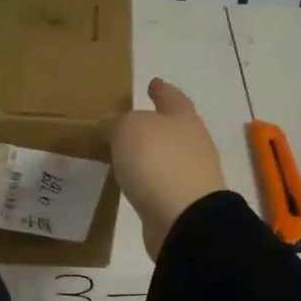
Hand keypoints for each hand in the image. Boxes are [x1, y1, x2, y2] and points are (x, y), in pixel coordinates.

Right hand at [113, 78, 227, 258]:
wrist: (184, 218)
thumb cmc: (159, 161)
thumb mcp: (128, 130)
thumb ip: (115, 124)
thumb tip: (108, 127)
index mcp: (183, 119)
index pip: (172, 97)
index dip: (161, 90)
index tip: (153, 82)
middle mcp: (192, 144)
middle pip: (172, 127)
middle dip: (155, 123)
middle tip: (130, 120)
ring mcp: (189, 175)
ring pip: (165, 156)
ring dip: (148, 154)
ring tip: (123, 153)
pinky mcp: (180, 203)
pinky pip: (158, 183)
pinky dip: (146, 180)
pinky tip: (131, 182)